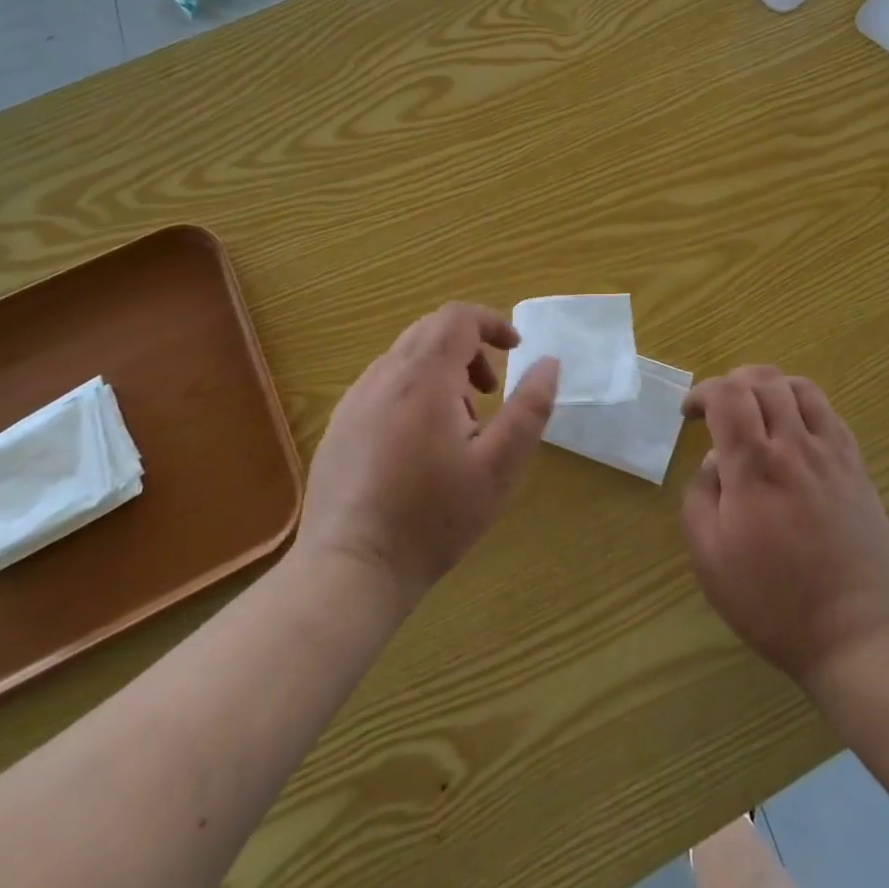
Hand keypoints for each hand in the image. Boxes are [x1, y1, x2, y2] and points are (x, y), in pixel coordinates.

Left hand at [293, 303, 559, 605]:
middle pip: (431, 331)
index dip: (492, 323)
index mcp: (423, 378)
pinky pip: (383, 384)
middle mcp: (383, 376)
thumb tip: (549, 363)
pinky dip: (414, 390)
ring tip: (459, 425)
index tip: (516, 349)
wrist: (349, 570)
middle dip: (470, 348)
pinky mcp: (339, 425)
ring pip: (406, 357)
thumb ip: (529, 409)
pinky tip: (420, 444)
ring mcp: (355, 400)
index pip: (458, 317)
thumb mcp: (498, 467)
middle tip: (490, 391)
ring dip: (442, 371)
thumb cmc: (433, 518)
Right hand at [681, 367, 888, 686]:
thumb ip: (700, 496)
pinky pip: (829, 413)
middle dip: (732, 382)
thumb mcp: (709, 558)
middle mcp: (794, 446)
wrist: (856, 633)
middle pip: (764, 379)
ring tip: (757, 411)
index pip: (727, 394)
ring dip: (770, 387)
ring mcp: (831, 453)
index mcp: (753, 465)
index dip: (703, 391)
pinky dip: (803, 406)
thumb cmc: (772, 601)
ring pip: (801, 387)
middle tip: (719, 409)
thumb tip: (715, 460)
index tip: (690, 414)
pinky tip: (794, 433)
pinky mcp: (857, 467)